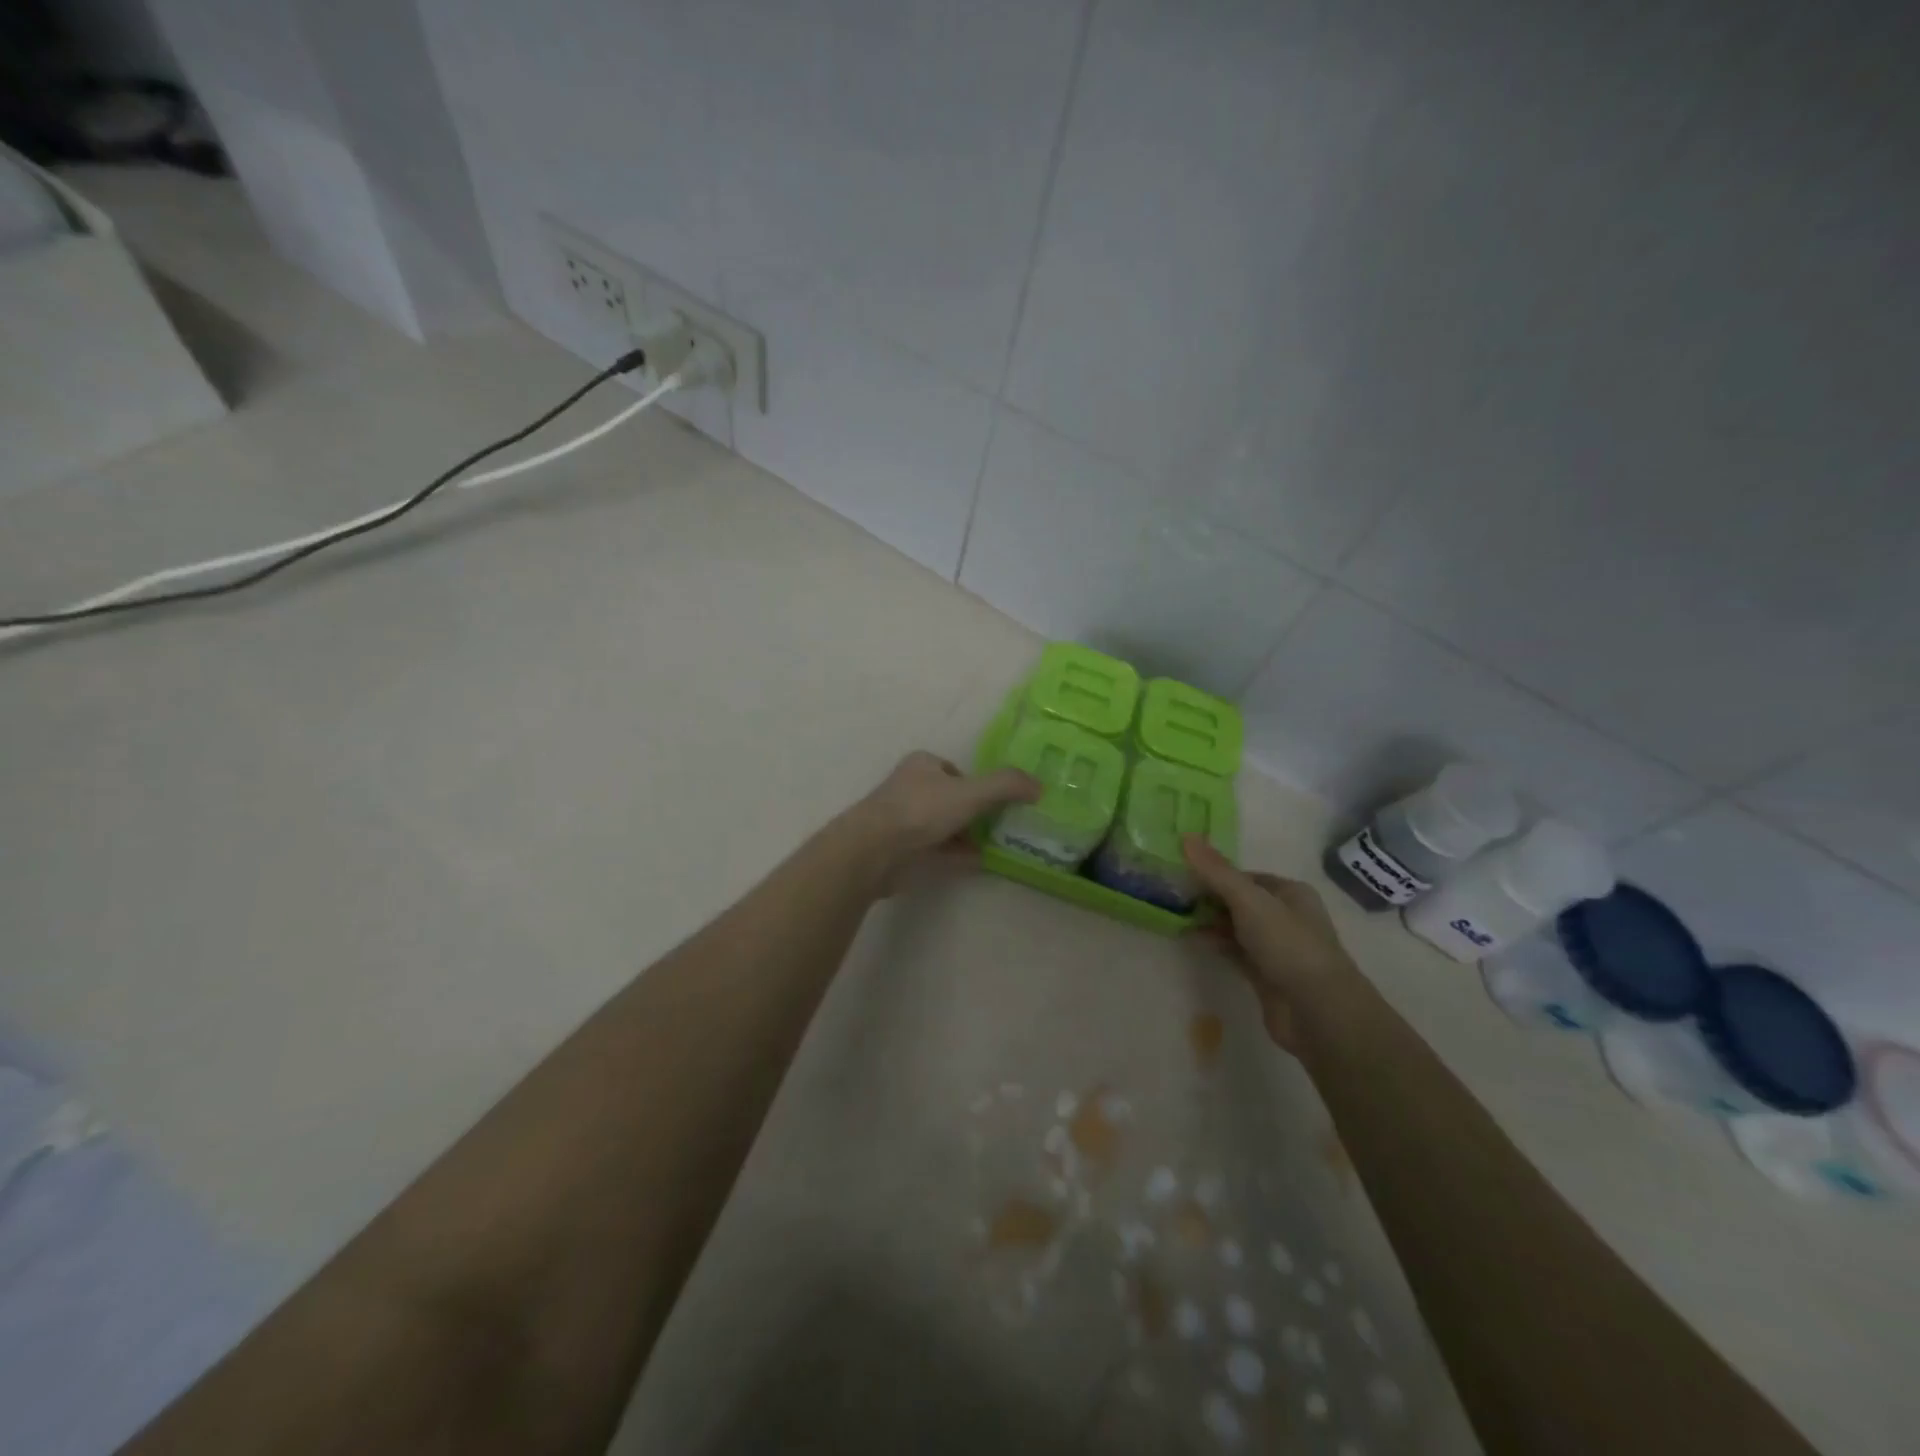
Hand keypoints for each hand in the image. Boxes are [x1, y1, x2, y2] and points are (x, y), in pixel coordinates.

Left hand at [845, 751, 1039, 886]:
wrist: (874, 851)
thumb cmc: (921, 810)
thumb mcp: (971, 792)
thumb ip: (1006, 786)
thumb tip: (1038, 786)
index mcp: (922, 765)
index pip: (956, 770)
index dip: (978, 784)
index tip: (999, 801)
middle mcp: (911, 788)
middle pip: (952, 799)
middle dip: (975, 812)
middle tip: (1003, 825)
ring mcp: (904, 821)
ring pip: (945, 826)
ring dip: (968, 836)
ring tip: (997, 846)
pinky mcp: (902, 850)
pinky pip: (938, 851)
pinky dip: (958, 855)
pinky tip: (979, 863)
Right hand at [1183, 835, 1358, 1051]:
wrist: (1317, 1011)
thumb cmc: (1288, 945)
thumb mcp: (1249, 901)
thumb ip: (1216, 871)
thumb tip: (1185, 836)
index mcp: (1290, 892)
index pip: (1245, 876)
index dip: (1214, 874)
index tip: (1182, 874)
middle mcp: (1286, 916)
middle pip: (1239, 900)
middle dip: (1209, 898)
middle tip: (1173, 895)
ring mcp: (1276, 948)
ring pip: (1236, 927)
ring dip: (1209, 921)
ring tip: (1175, 915)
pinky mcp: (1265, 974)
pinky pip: (1234, 951)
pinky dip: (1215, 943)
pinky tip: (1192, 939)